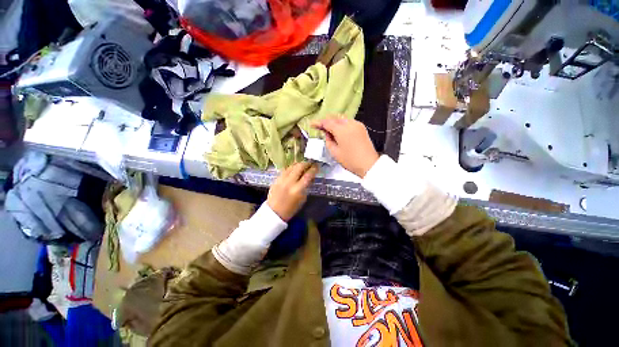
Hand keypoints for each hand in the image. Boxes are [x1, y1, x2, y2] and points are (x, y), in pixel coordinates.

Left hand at [267, 162, 318, 220]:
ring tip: (303, 164)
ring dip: (298, 164)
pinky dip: (291, 168)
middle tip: (310, 163)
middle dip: (306, 163)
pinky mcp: (276, 179)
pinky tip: (294, 168)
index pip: (308, 175)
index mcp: (298, 189)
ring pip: (291, 166)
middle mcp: (290, 182)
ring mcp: (282, 179)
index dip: (314, 169)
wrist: (274, 212)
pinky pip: (285, 170)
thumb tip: (310, 177)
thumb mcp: (302, 199)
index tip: (317, 166)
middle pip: (299, 167)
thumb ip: (306, 187)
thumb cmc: (291, 208)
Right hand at [313, 118, 378, 177]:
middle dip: (326, 121)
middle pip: (335, 118)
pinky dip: (342, 124)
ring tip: (329, 130)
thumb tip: (326, 133)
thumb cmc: (350, 160)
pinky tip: (339, 131)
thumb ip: (328, 140)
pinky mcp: (361, 128)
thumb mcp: (334, 152)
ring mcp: (357, 124)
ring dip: (334, 122)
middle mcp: (350, 124)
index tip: (312, 124)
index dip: (318, 123)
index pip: (327, 122)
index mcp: (341, 130)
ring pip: (342, 119)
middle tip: (320, 127)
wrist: (368, 164)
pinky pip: (349, 122)